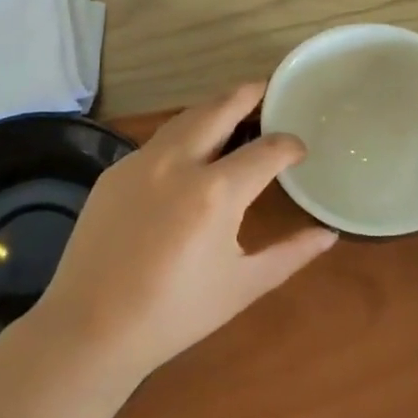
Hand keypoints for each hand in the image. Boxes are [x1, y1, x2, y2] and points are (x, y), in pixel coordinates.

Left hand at [34, 83, 337, 380]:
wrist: (90, 327)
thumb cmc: (175, 313)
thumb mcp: (242, 286)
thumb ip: (290, 254)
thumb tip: (327, 234)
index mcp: (216, 191)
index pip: (267, 149)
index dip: (290, 145)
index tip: (299, 150)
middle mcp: (178, 162)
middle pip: (220, 108)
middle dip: (249, 94)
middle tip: (268, 89)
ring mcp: (141, 162)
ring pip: (185, 117)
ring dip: (214, 108)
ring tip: (233, 111)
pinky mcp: (115, 171)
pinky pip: (157, 142)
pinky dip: (183, 134)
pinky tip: (189, 153)